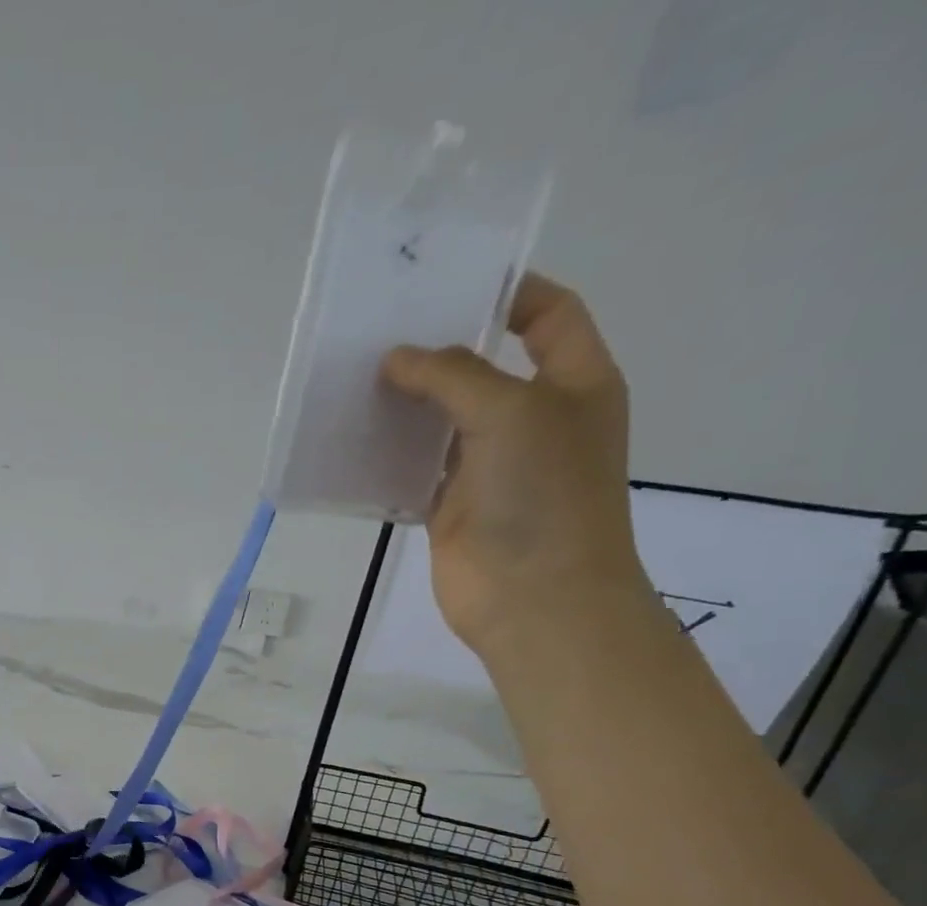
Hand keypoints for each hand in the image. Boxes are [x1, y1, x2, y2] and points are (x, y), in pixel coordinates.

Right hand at [380, 273, 652, 656]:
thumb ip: (452, 376)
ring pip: (441, 421)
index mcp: (573, 383)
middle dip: (438, 349)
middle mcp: (533, 418)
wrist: (534, 597)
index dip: (508, 292)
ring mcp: (489, 466)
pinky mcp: (451, 506)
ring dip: (405, 404)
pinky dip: (387, 457)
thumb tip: (397, 358)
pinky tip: (353, 441)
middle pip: (483, 367)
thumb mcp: (509, 412)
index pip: (548, 315)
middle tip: (380, 333)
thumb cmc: (542, 495)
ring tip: (355, 381)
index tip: (447, 286)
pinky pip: (414, 470)